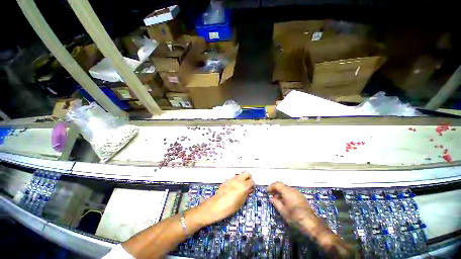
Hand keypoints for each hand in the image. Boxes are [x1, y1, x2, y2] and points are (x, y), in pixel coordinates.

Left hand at [199, 172, 254, 224]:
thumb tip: (249, 190)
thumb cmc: (229, 207)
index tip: (252, 188)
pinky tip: (234, 187)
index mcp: (243, 186)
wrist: (216, 206)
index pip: (252, 181)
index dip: (253, 185)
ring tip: (241, 186)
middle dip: (249, 178)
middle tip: (248, 184)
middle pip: (247, 173)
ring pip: (240, 174)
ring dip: (242, 178)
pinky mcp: (227, 180)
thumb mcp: (241, 202)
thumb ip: (246, 194)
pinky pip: (234, 177)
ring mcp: (232, 179)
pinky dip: (236, 180)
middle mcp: (238, 180)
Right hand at [267, 182, 318, 227]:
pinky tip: (284, 202)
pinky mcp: (302, 198)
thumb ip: (276, 203)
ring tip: (276, 199)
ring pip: (287, 189)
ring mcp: (298, 194)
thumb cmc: (295, 218)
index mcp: (288, 192)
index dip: (271, 187)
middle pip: (282, 186)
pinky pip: (291, 193)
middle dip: (276, 189)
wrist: (312, 225)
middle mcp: (293, 191)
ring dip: (280, 192)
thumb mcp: (283, 212)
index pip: (277, 184)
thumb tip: (271, 198)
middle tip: (271, 195)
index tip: (267, 191)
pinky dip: (286, 195)